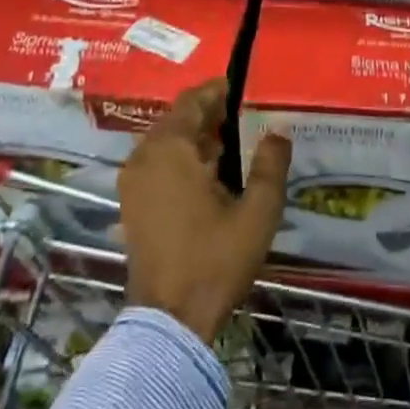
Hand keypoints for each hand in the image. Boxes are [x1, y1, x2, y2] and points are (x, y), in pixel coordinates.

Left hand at [116, 78, 291, 342]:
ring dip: (197, 139)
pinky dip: (182, 160)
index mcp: (170, 150)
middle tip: (246, 118)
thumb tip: (277, 132)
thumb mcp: (258, 212)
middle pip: (177, 120)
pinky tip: (211, 176)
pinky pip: (158, 165)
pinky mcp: (132, 205)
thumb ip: (270, 165)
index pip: (192, 102)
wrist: (171, 319)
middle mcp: (144, 158)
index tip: (243, 89)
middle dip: (210, 116)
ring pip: (167, 143)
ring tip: (235, 147)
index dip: (218, 91)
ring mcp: (133, 183)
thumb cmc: (216, 259)